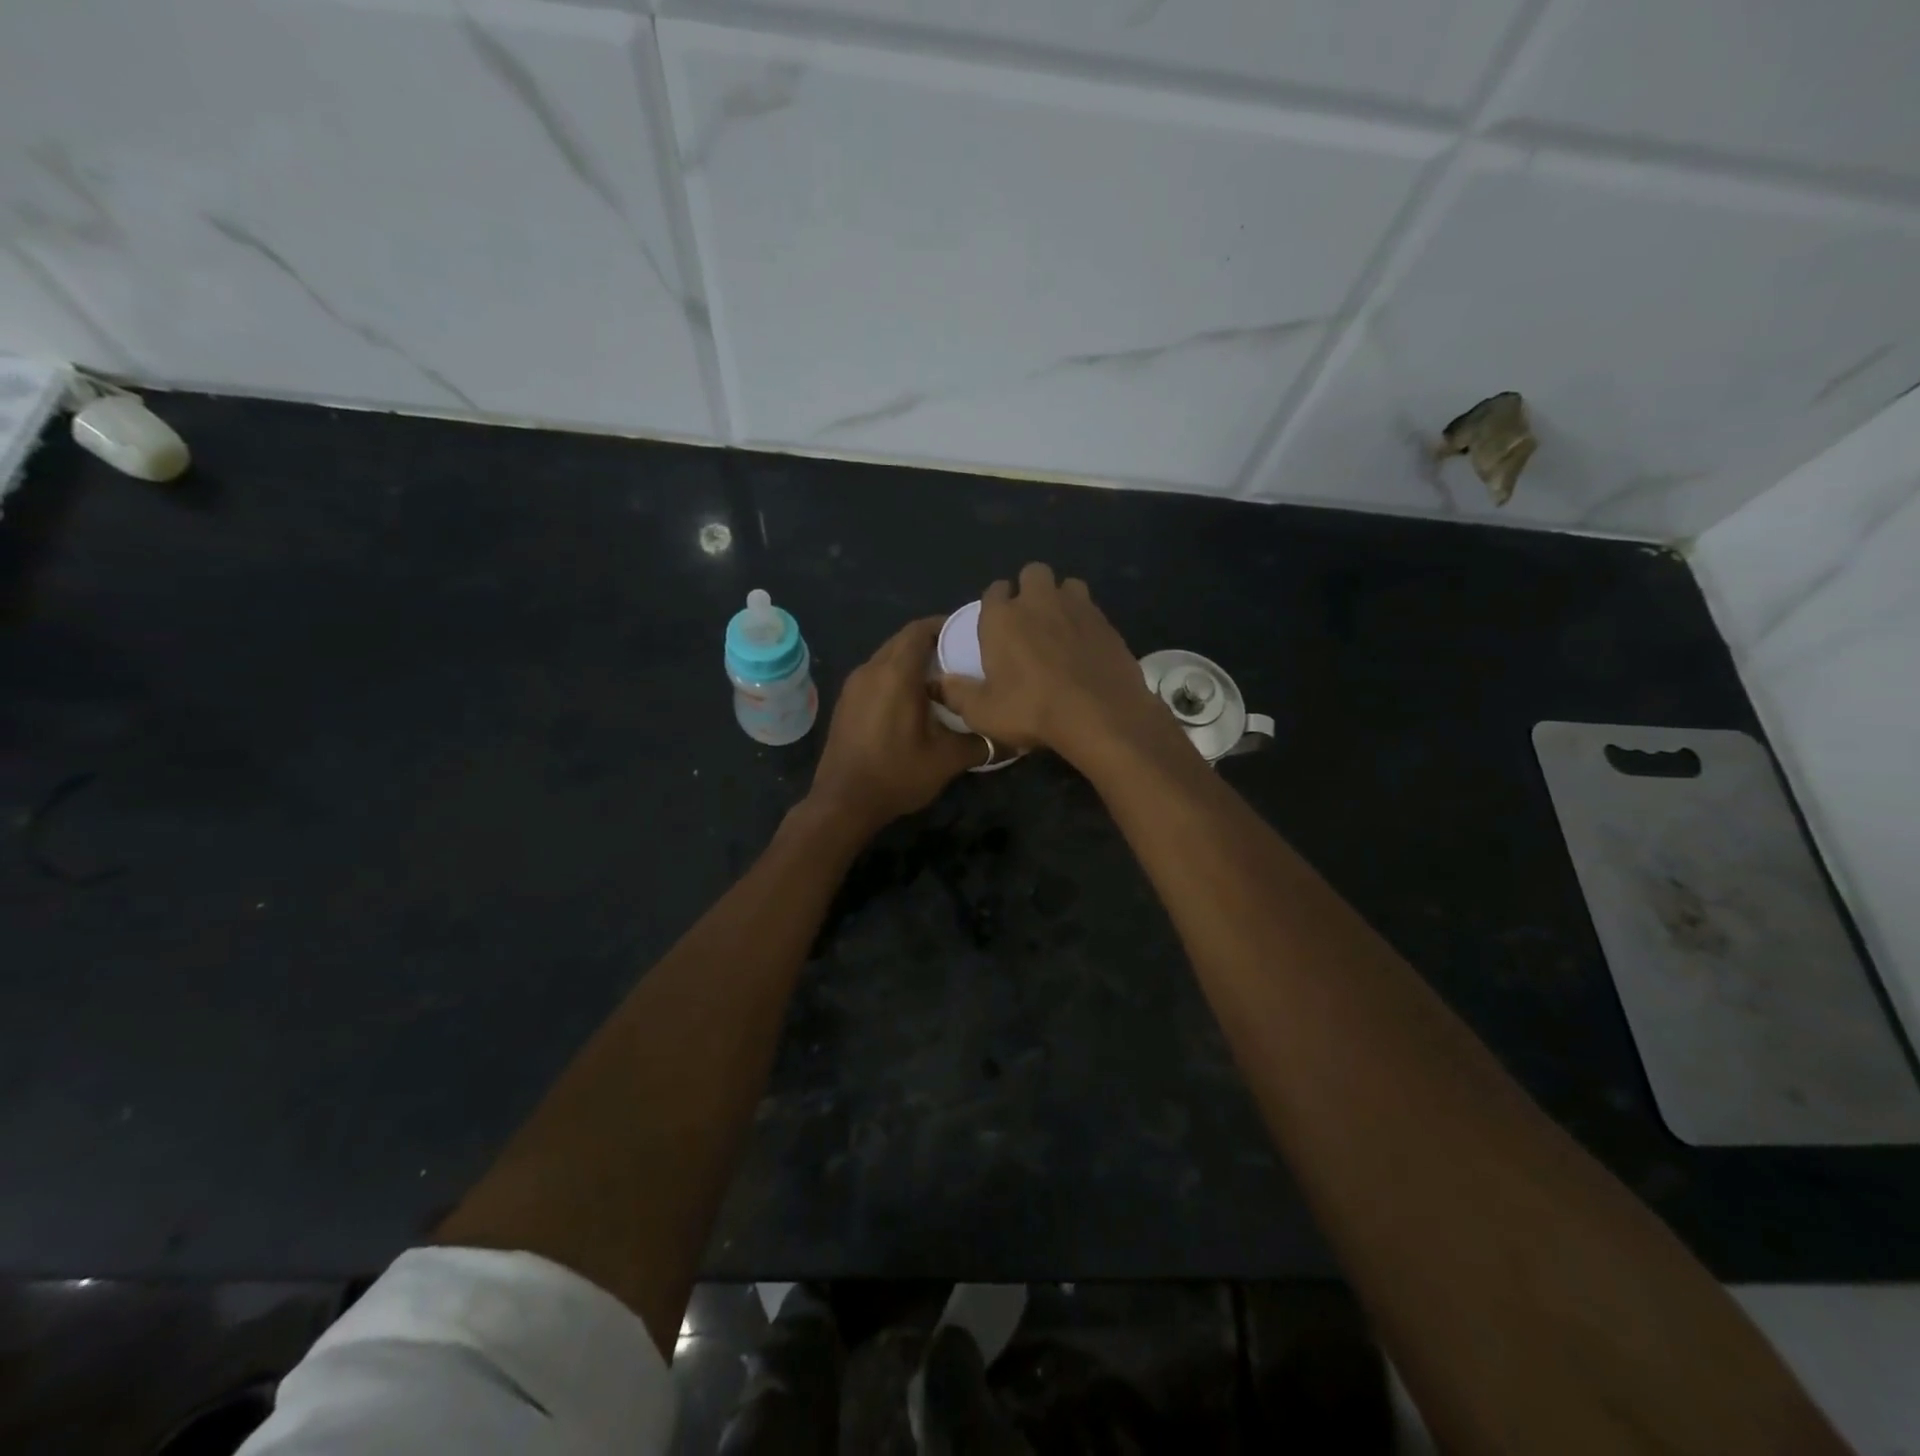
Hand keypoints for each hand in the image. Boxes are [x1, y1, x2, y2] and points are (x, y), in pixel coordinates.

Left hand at [806, 617, 983, 835]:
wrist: (842, 802)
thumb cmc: (896, 774)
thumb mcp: (947, 760)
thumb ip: (982, 743)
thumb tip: (1013, 740)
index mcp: (896, 673)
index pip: (921, 630)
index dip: (945, 625)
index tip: (969, 634)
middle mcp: (871, 669)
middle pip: (903, 640)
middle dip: (931, 642)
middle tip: (961, 658)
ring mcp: (854, 685)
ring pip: (887, 657)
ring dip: (912, 661)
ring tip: (941, 680)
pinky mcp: (846, 702)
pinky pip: (875, 675)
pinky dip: (895, 676)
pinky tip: (913, 701)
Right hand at [933, 563, 1181, 769]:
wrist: (1100, 716)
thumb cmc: (1032, 711)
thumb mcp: (983, 713)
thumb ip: (957, 693)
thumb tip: (938, 682)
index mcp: (1002, 617)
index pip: (994, 590)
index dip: (995, 603)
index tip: (997, 625)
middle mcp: (1039, 601)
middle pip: (1033, 573)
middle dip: (1030, 589)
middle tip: (1029, 621)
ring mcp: (1078, 608)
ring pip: (1068, 585)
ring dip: (1062, 599)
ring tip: (1060, 628)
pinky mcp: (1108, 623)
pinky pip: (1093, 610)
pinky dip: (1086, 622)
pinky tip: (1085, 648)